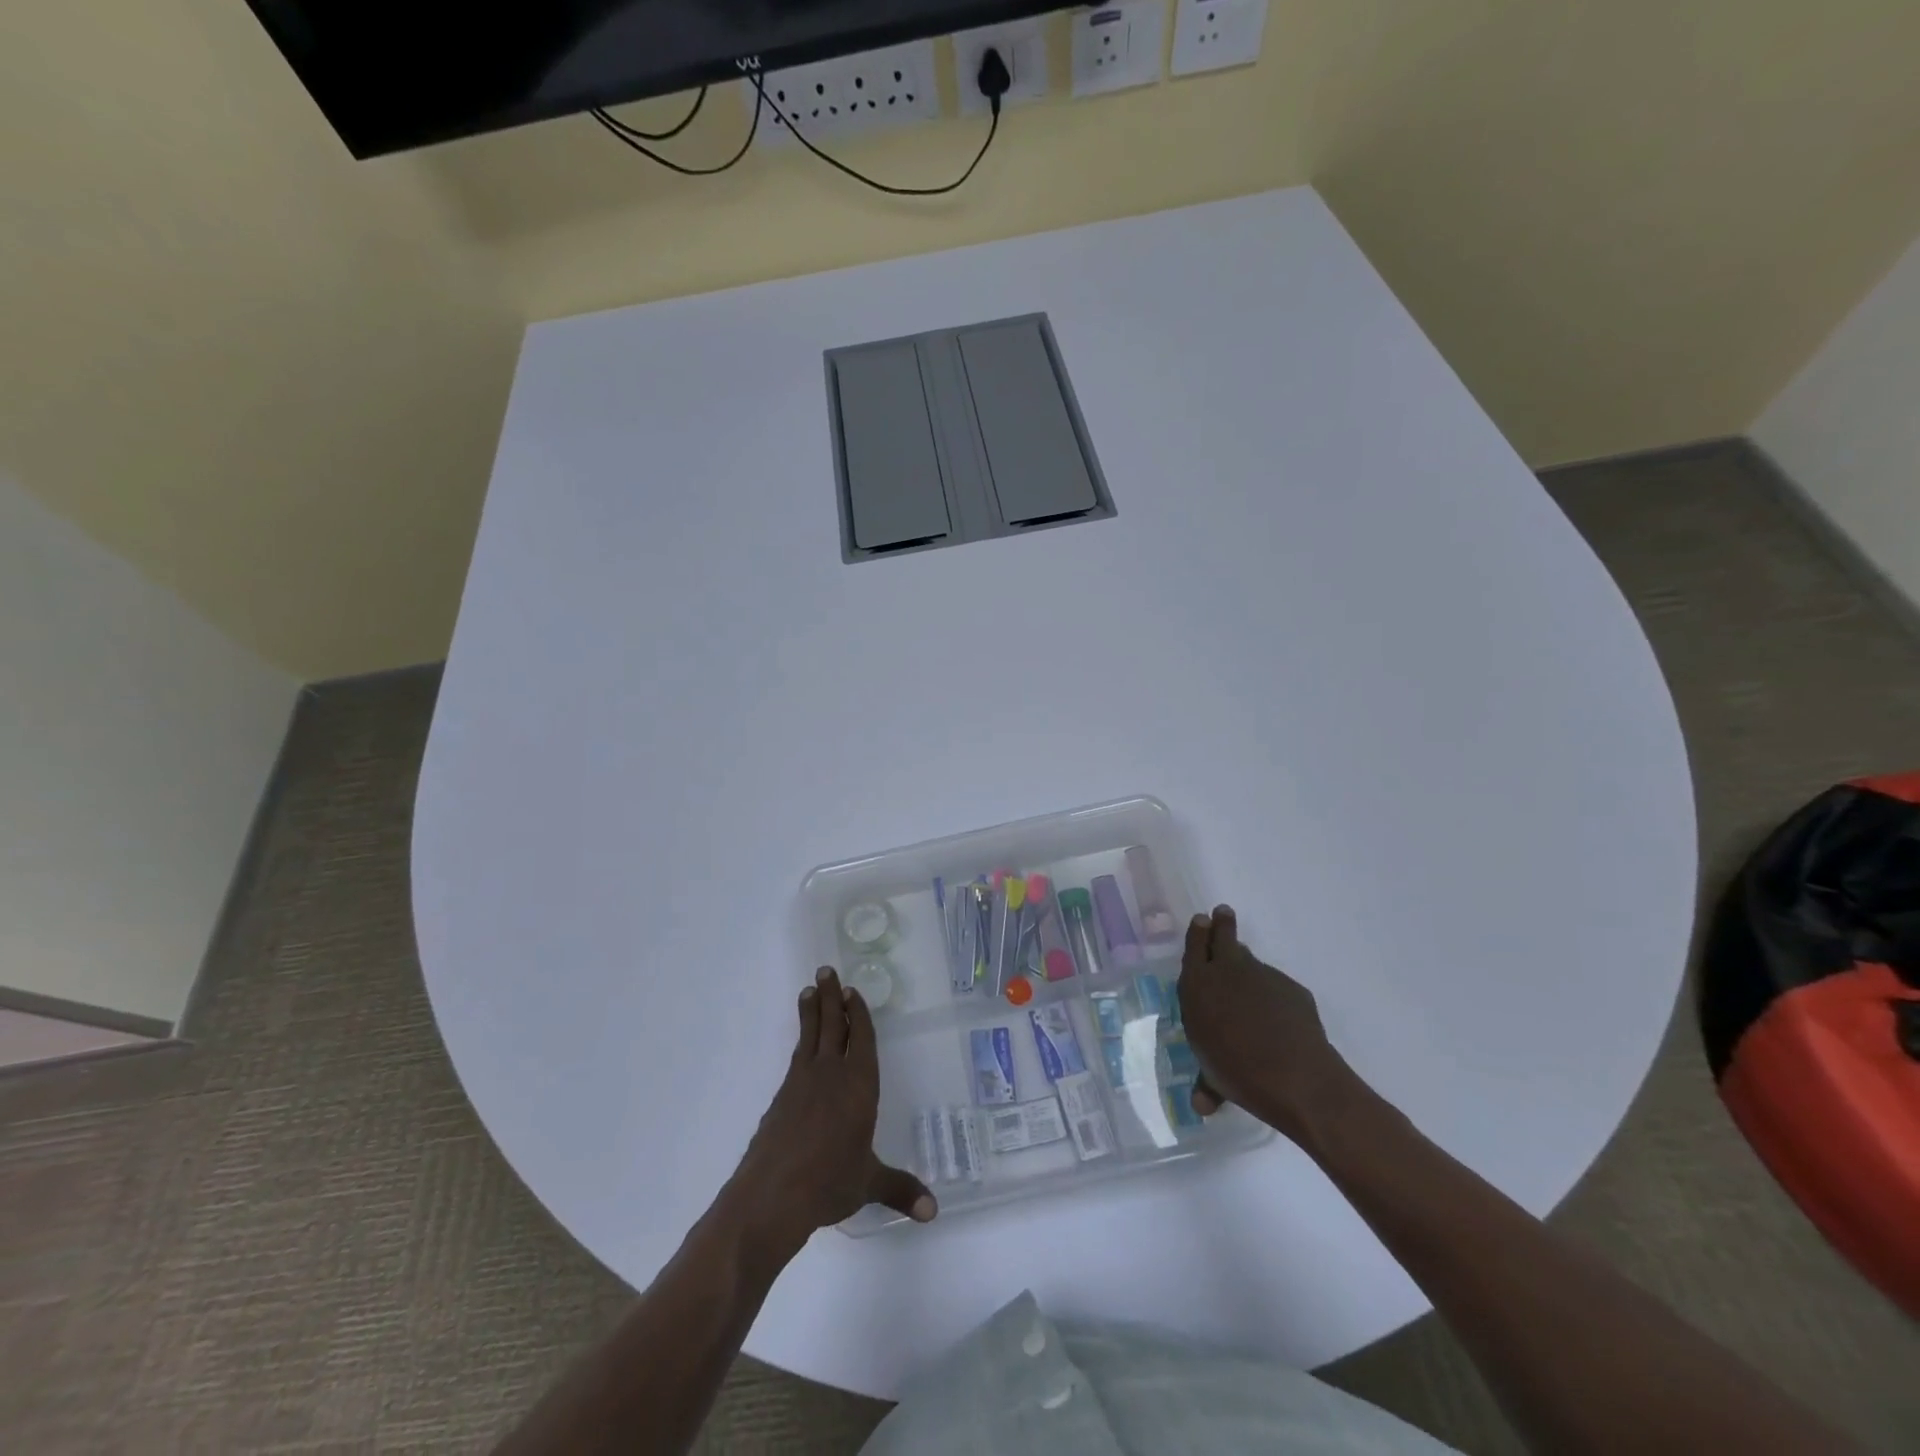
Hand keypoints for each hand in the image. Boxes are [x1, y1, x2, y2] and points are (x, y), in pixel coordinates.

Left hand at [730, 966, 935, 1250]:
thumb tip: (933, 1211)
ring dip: (812, 1011)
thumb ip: (900, 1190)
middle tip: (826, 970)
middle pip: (833, 1026)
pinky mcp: (781, 1098)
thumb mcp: (869, 1184)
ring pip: (810, 1036)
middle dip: (832, 997)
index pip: (862, 1040)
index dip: (859, 1014)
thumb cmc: (829, 1183)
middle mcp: (831, 1074)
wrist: (772, 1195)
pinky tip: (801, 1043)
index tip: (852, 990)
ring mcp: (801, 1083)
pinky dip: (801, 1040)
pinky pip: (796, 1057)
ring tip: (809, 989)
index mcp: (859, 1086)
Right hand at [1178, 904, 1361, 1147]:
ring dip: (1247, 967)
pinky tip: (1278, 1020)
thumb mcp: (1213, 1077)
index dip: (1198, 932)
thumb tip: (1202, 1104)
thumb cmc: (1240, 1075)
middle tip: (1221, 914)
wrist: (1298, 1079)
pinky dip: (1273, 996)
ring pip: (1251, 962)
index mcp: (1198, 986)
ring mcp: (1263, 976)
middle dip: (1221, 924)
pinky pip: (1276, 986)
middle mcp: (1227, 972)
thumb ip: (1207, 1082)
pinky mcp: (1292, 988)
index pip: (1194, 946)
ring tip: (1248, 984)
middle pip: (1223, 936)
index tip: (1202, 919)